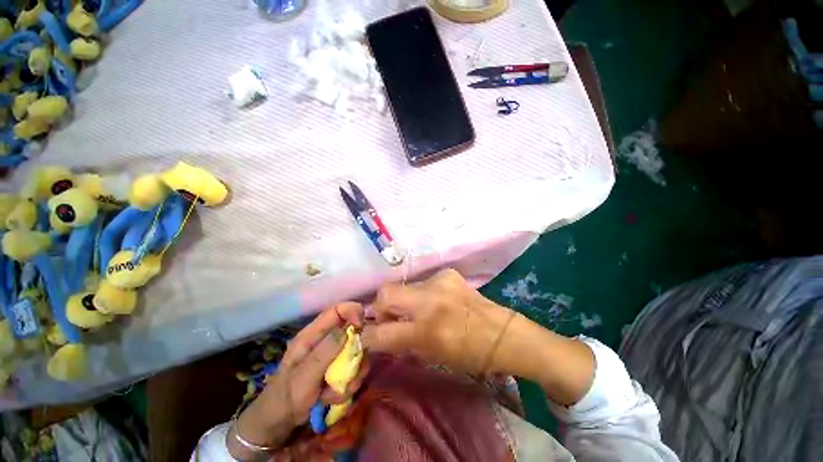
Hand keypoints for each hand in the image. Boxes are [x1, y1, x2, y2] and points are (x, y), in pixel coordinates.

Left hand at [228, 303, 369, 459]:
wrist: (278, 424)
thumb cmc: (286, 398)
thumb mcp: (304, 376)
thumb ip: (325, 352)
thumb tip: (348, 329)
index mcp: (313, 335)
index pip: (337, 310)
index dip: (352, 311)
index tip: (361, 327)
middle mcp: (325, 341)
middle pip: (352, 332)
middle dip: (356, 353)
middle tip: (351, 372)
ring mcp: (332, 356)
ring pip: (356, 353)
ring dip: (352, 375)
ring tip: (334, 393)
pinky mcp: (337, 370)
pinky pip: (353, 370)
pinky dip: (348, 386)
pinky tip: (332, 398)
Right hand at [361, 268, 515, 375]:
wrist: (500, 333)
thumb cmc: (468, 354)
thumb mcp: (431, 355)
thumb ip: (402, 343)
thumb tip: (380, 333)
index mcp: (426, 330)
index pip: (381, 331)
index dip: (369, 336)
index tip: (366, 336)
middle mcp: (429, 301)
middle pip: (385, 292)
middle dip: (380, 307)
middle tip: (388, 317)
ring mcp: (439, 282)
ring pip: (405, 286)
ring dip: (405, 300)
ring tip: (418, 310)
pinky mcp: (448, 273)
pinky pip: (424, 282)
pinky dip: (423, 294)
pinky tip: (437, 301)